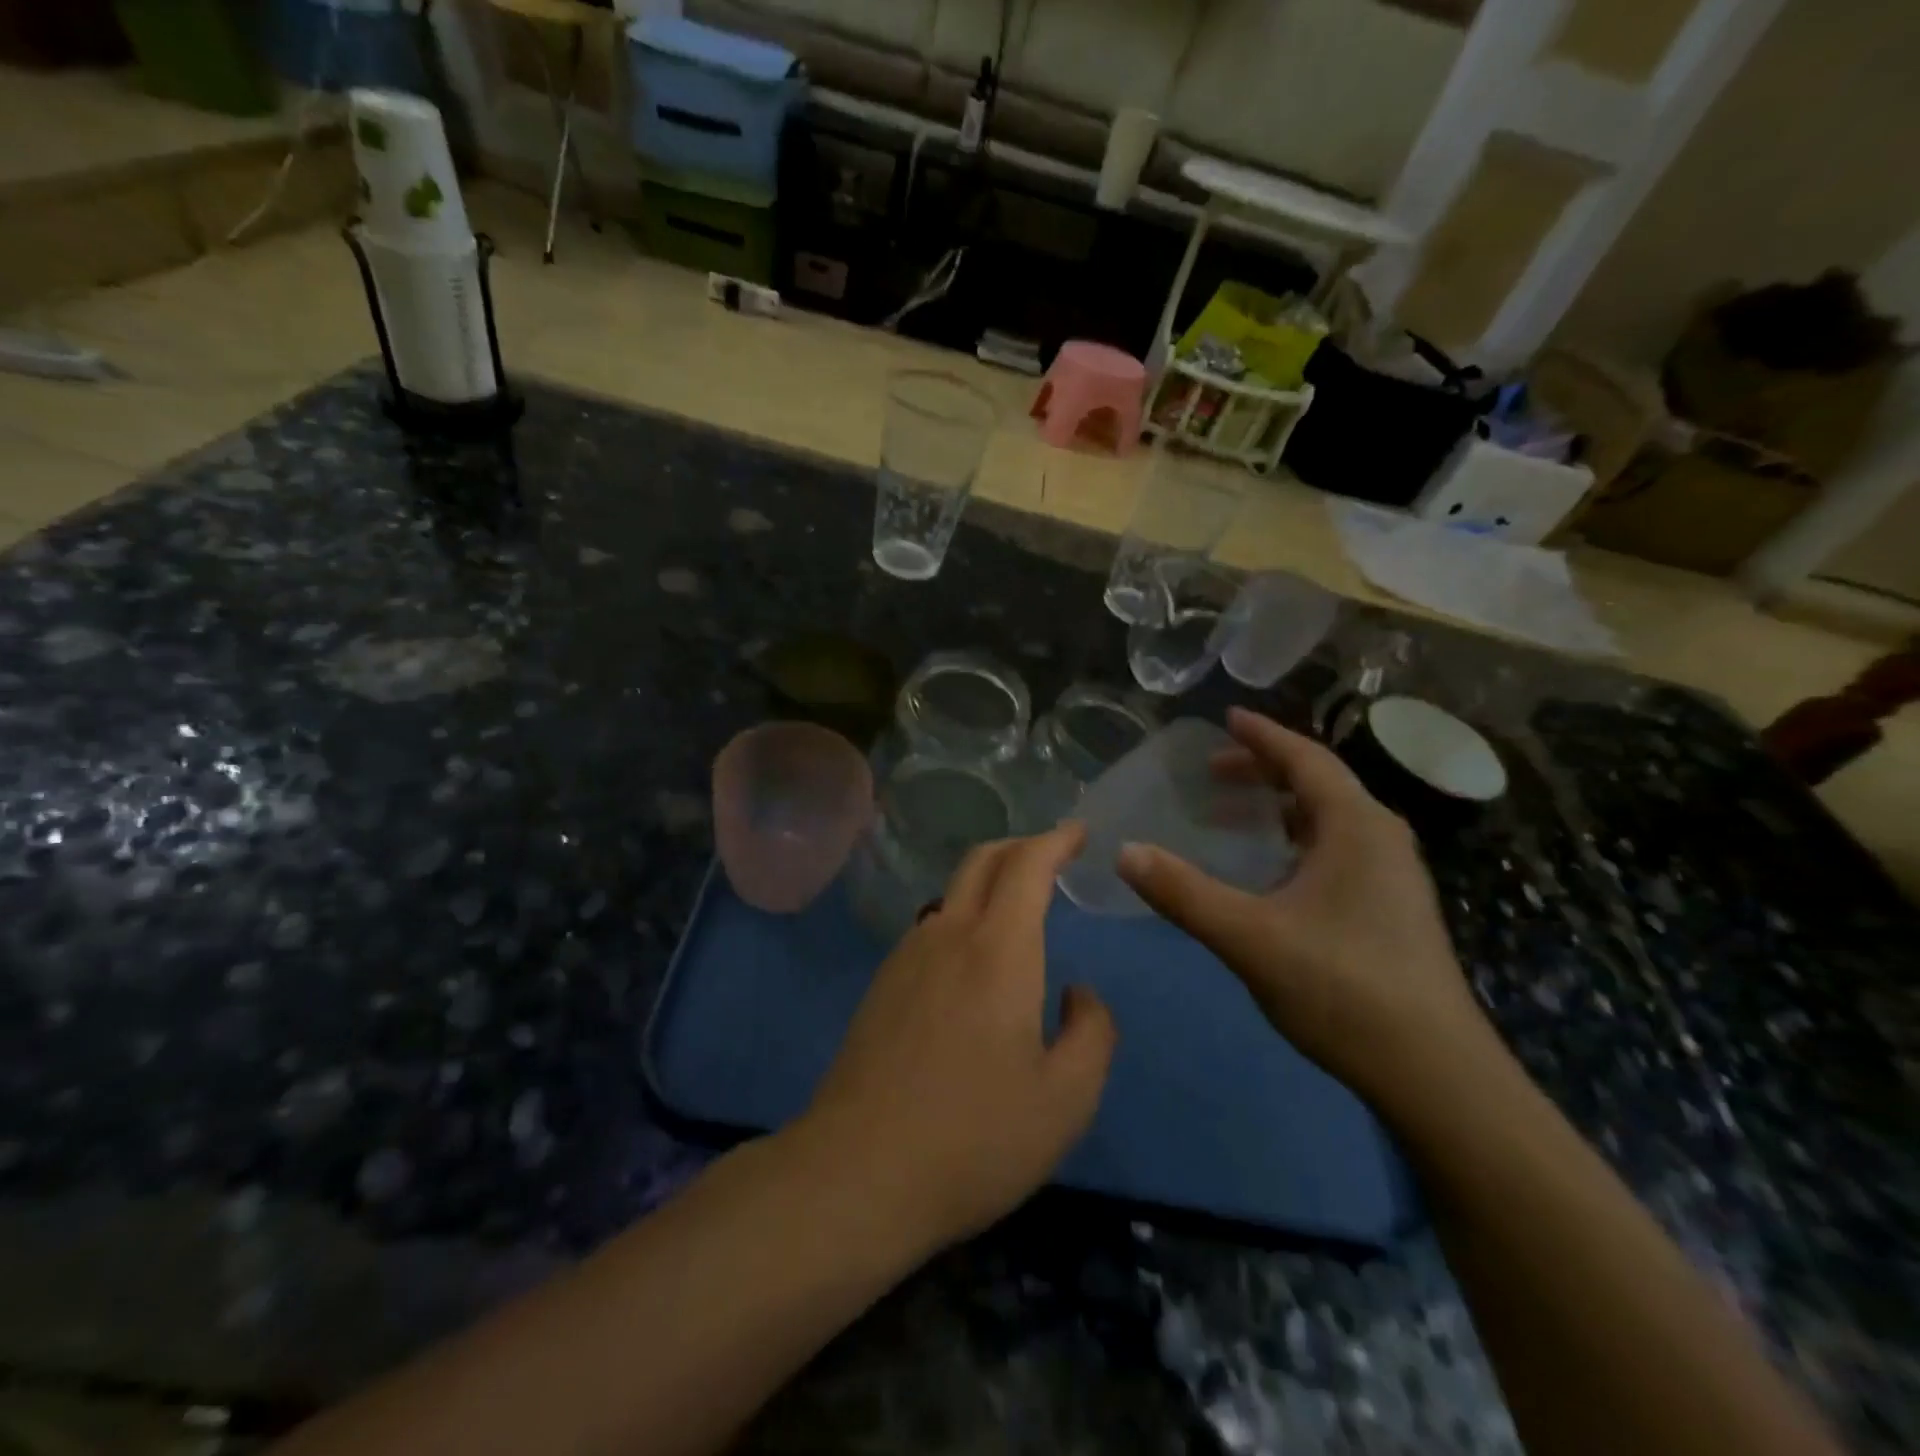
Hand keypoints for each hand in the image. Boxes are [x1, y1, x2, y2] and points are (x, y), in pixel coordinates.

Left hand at [804, 823, 1116, 1252]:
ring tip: (1016, 906)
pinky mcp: (881, 985)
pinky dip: (962, 916)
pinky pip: (930, 927)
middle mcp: (948, 934)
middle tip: (1051, 854)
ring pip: (951, 892)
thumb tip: (1078, 993)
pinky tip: (971, 959)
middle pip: (982, 861)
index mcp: (999, 949)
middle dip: (1021, 846)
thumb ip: (1092, 1033)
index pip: (1028, 865)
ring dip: (988, 882)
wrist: (858, 1171)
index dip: (1055, 839)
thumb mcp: (1066, 1099)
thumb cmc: (974, 1136)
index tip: (1078, 831)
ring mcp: (906, 957)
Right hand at [1117, 707, 1493, 1109]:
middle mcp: (1381, 839)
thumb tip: (1125, 851)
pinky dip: (1295, 841)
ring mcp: (1392, 876)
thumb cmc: (1343, 988)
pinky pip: (1337, 850)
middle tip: (1211, 773)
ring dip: (1278, 808)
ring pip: (1328, 820)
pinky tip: (1269, 871)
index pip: (1305, 759)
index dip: (1263, 736)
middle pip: (1318, 784)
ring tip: (1231, 816)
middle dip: (1263, 771)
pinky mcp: (1391, 909)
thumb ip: (1184, 892)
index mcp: (1356, 827)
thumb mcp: (1249, 937)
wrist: (1435, 1074)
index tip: (1227, 718)